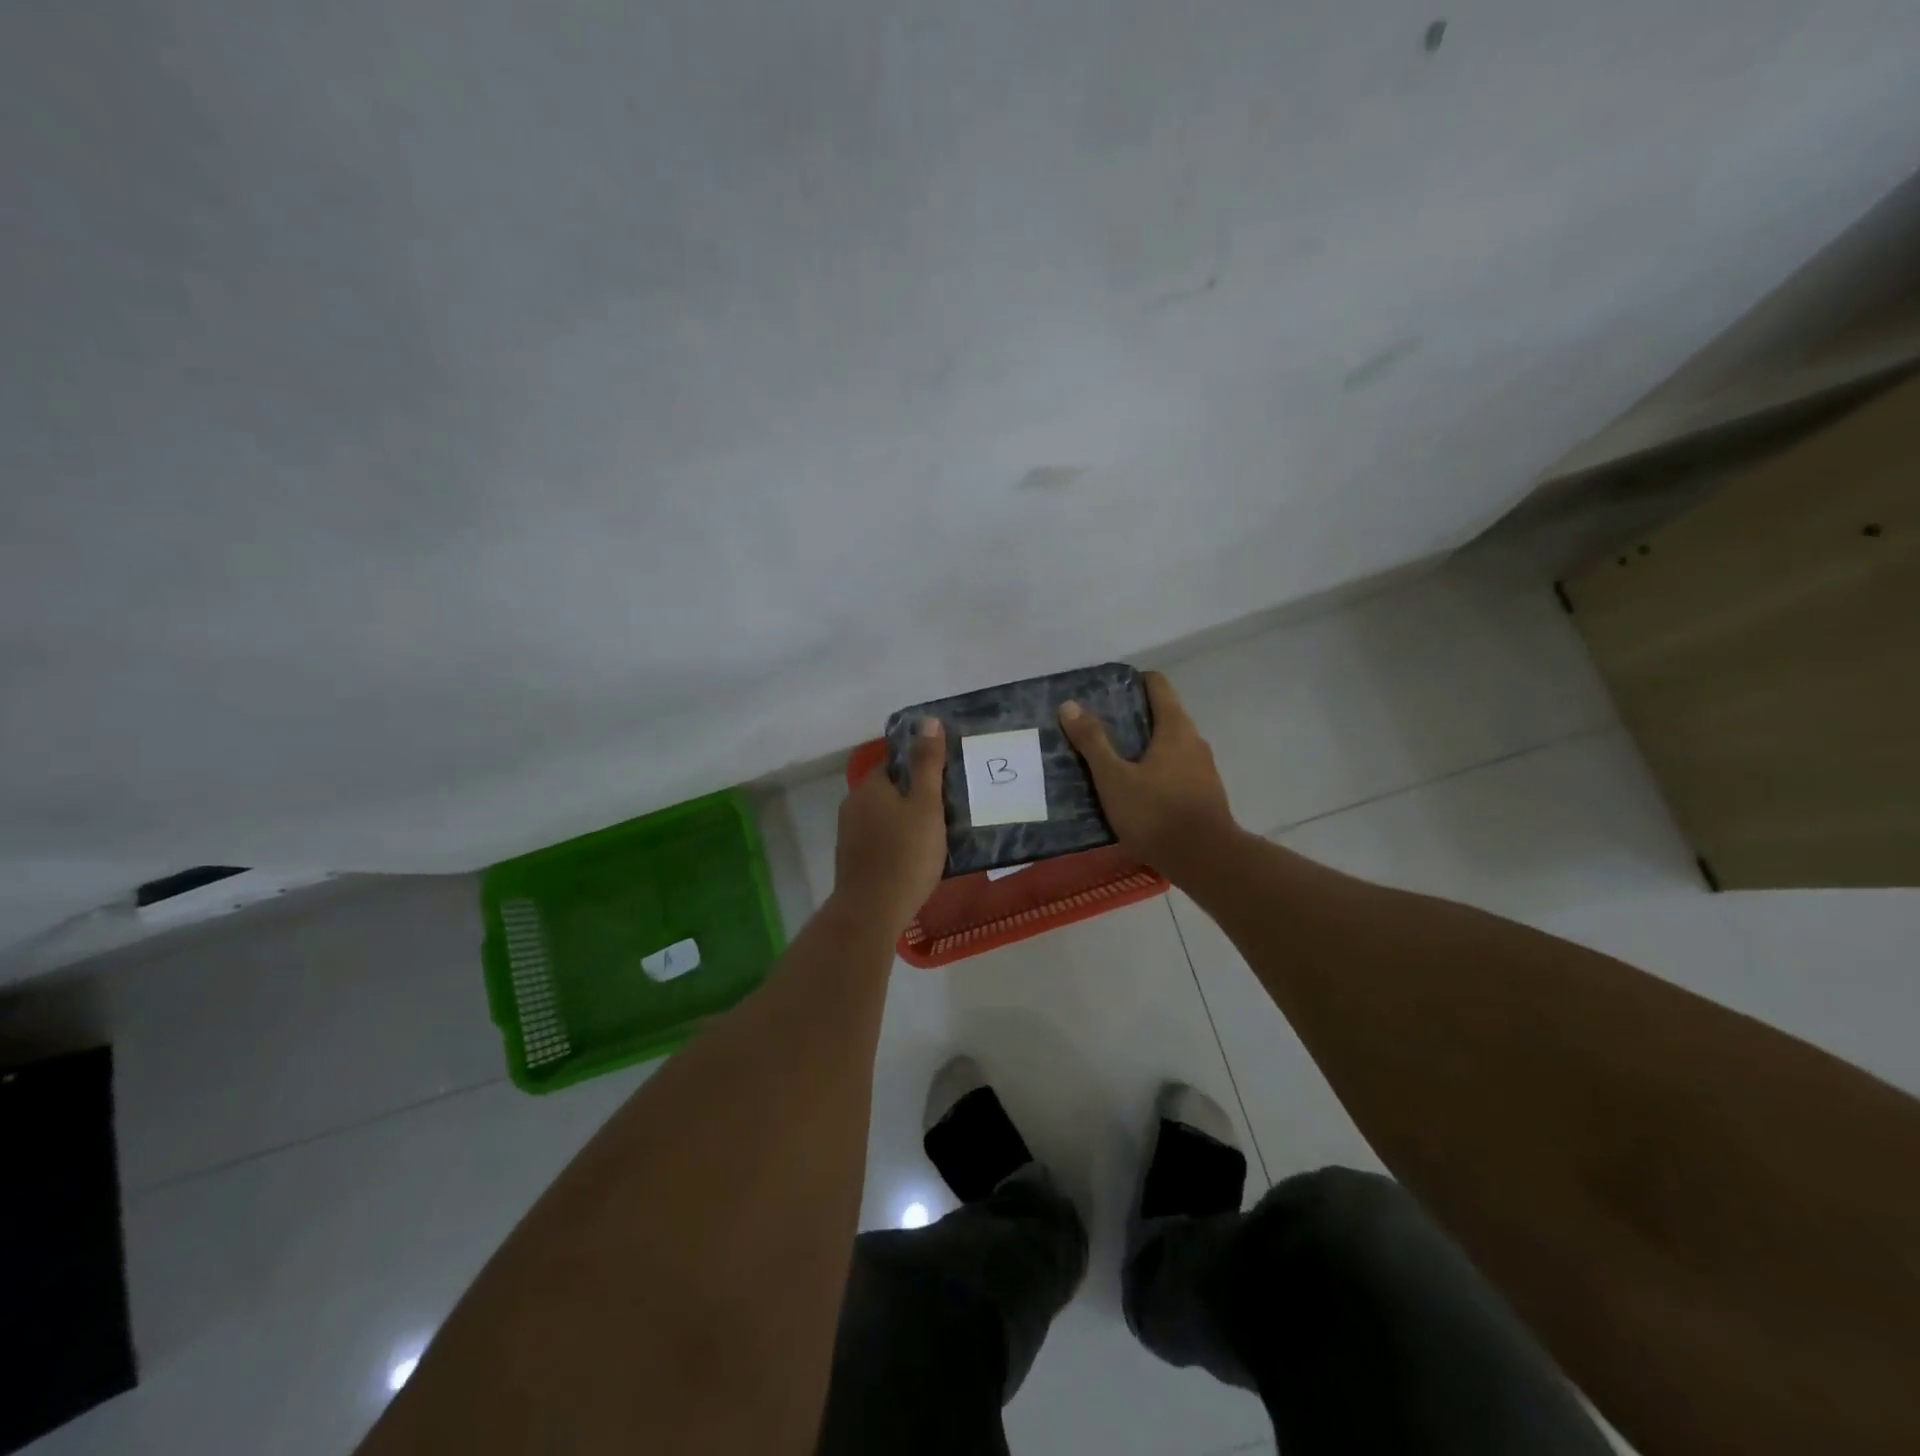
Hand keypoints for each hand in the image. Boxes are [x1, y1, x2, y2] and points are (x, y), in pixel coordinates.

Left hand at [832, 717, 947, 936]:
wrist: (872, 911)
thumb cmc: (906, 853)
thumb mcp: (926, 805)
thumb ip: (928, 763)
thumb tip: (928, 720)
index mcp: (870, 786)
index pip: (896, 763)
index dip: (922, 769)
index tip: (947, 783)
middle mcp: (853, 804)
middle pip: (890, 790)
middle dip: (915, 797)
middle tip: (948, 810)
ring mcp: (849, 834)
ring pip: (884, 817)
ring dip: (906, 821)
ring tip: (937, 835)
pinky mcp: (852, 860)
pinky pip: (879, 840)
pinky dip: (896, 842)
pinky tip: (915, 858)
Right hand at [1058, 671, 1238, 880]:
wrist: (1205, 860)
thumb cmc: (1156, 813)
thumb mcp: (1114, 778)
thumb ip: (1093, 742)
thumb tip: (1070, 705)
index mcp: (1175, 727)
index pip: (1158, 685)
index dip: (1133, 681)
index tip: (1107, 691)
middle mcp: (1194, 740)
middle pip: (1164, 714)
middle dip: (1132, 717)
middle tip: (1098, 728)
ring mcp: (1203, 768)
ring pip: (1170, 745)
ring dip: (1143, 746)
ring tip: (1111, 760)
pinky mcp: (1204, 794)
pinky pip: (1175, 770)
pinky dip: (1155, 770)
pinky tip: (1134, 790)